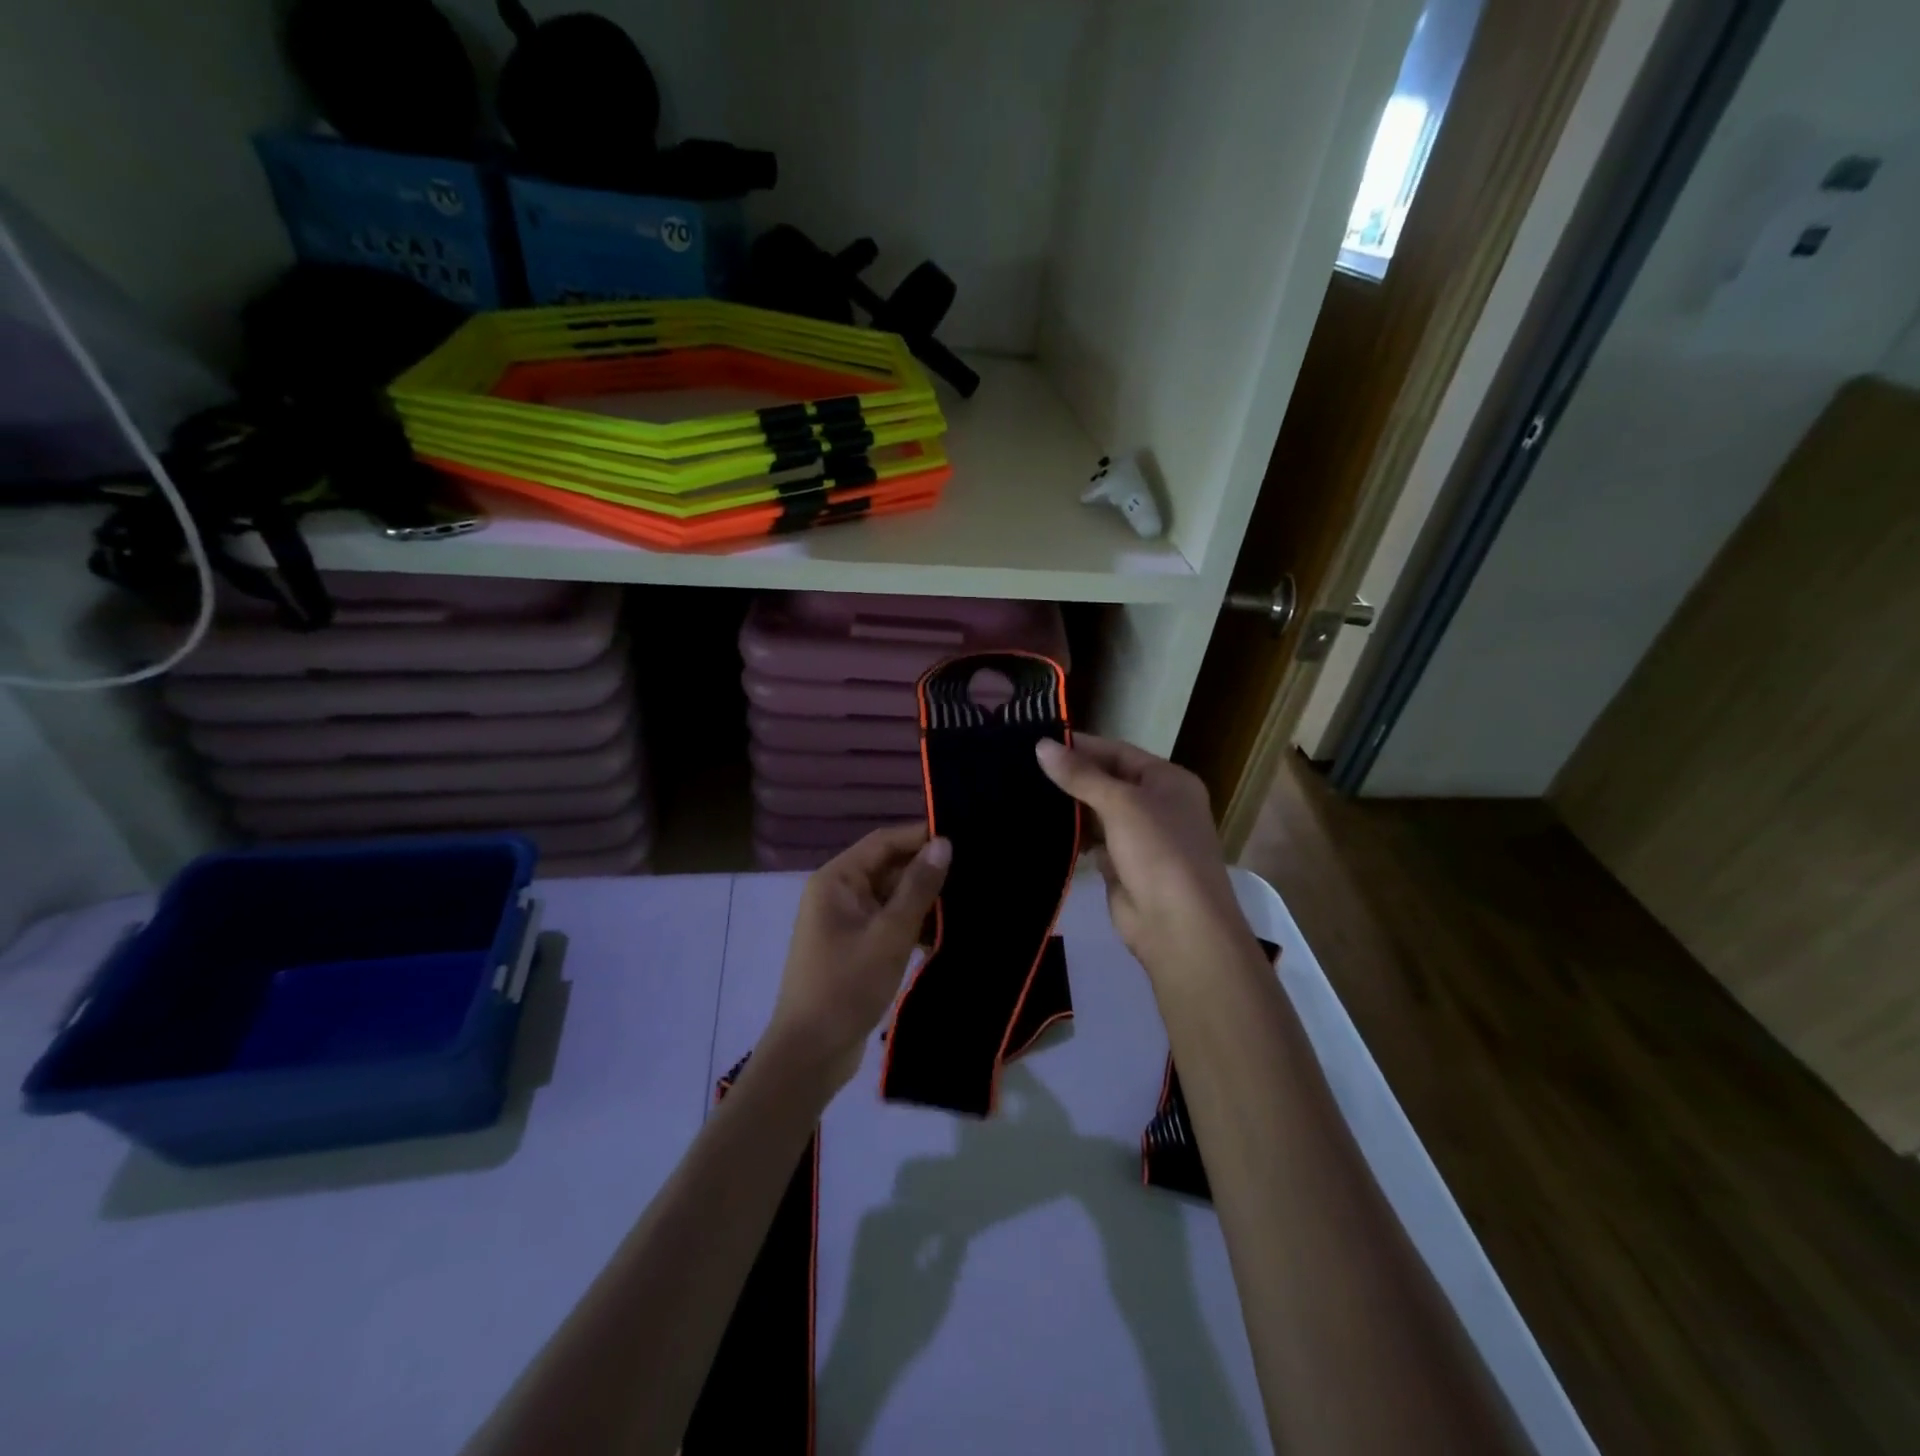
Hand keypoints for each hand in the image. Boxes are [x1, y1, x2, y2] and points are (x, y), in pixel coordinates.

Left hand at [762, 823, 950, 1090]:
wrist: (811, 1054)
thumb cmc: (845, 986)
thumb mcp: (888, 935)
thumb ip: (918, 888)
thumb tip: (944, 843)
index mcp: (837, 880)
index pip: (884, 841)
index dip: (921, 836)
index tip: (964, 835)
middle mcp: (839, 893)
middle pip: (889, 867)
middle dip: (928, 870)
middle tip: (976, 870)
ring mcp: (847, 921)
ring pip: (893, 897)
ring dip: (925, 900)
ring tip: (972, 898)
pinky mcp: (857, 946)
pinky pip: (890, 922)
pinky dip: (915, 925)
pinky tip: (949, 932)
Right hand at [1036, 736, 1243, 971]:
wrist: (1179, 926)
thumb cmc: (1158, 851)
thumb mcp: (1121, 804)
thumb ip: (1081, 775)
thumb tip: (1042, 746)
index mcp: (1168, 781)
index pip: (1118, 752)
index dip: (1081, 746)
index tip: (1038, 741)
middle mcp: (1158, 804)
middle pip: (1108, 781)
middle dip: (1071, 776)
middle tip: (1023, 766)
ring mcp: (1141, 837)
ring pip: (1098, 812)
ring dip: (1069, 807)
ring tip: (1023, 792)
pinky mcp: (1123, 866)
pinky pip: (1093, 841)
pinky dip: (1072, 835)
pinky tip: (1042, 827)